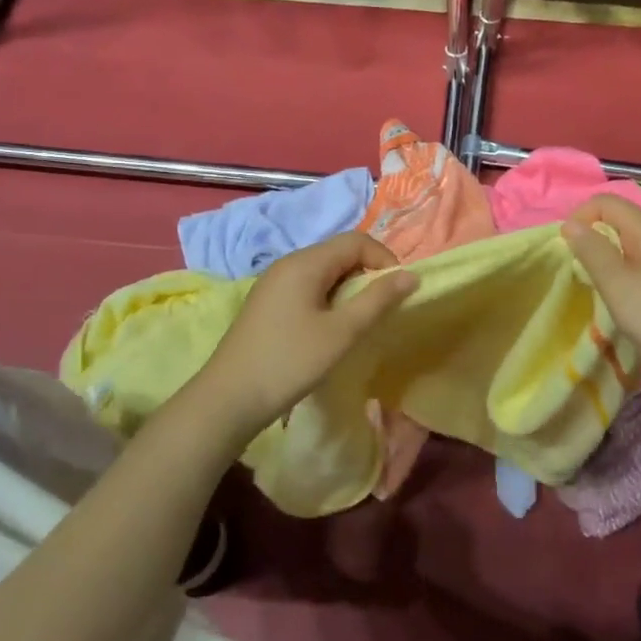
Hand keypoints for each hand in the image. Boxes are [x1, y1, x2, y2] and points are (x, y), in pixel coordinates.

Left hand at [193, 232, 417, 441]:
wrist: (229, 399)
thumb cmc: (290, 362)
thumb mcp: (342, 332)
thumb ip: (377, 300)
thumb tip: (410, 275)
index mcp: (305, 263)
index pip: (356, 240)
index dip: (384, 259)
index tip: (397, 292)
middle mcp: (289, 263)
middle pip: (340, 252)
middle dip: (368, 274)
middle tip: (381, 309)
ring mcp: (275, 283)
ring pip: (325, 271)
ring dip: (349, 288)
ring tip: (359, 321)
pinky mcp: (268, 303)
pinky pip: (308, 286)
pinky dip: (329, 298)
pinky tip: (330, 328)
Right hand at [562, 194, 640, 405]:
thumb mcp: (616, 282)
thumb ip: (591, 249)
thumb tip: (570, 224)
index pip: (607, 202)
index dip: (581, 217)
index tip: (567, 248)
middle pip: (620, 219)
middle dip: (593, 236)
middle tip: (579, 268)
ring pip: (630, 242)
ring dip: (608, 255)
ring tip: (597, 283)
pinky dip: (624, 270)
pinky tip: (622, 296)